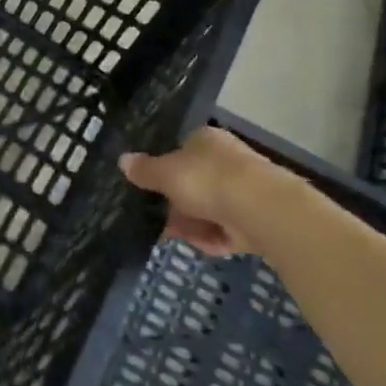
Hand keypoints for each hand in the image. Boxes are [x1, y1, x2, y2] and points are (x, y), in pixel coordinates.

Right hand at [119, 126, 290, 257]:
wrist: (262, 210)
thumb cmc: (208, 179)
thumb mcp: (166, 173)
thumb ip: (145, 170)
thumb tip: (123, 160)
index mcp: (206, 139)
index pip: (180, 150)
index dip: (163, 170)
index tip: (149, 189)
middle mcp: (227, 160)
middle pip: (193, 182)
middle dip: (175, 203)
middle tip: (157, 218)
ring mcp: (244, 190)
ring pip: (209, 208)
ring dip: (191, 223)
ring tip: (174, 236)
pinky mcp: (257, 219)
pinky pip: (226, 229)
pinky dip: (212, 237)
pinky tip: (201, 245)